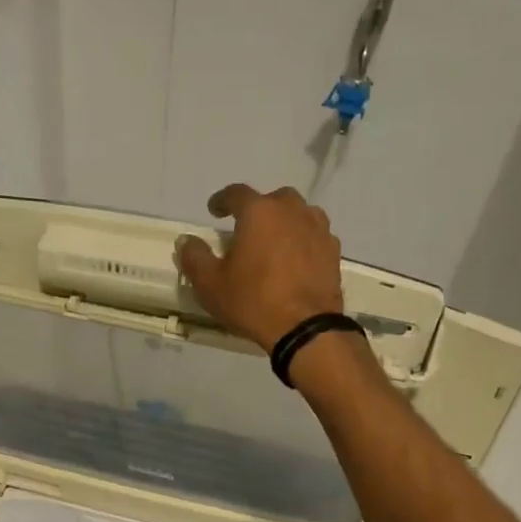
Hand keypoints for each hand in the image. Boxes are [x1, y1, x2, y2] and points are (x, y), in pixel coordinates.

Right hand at [175, 184, 345, 350]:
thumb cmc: (253, 301)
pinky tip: (296, 260)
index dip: (222, 200)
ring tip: (274, 242)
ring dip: (285, 222)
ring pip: (299, 214)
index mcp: (259, 212)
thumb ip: (194, 257)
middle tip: (247, 230)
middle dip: (258, 209)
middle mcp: (291, 211)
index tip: (214, 210)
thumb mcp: (210, 284)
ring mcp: (318, 229)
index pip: (236, 193)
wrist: (304, 328)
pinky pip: (314, 236)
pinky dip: (303, 241)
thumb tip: (187, 241)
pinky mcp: (333, 251)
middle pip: (273, 199)